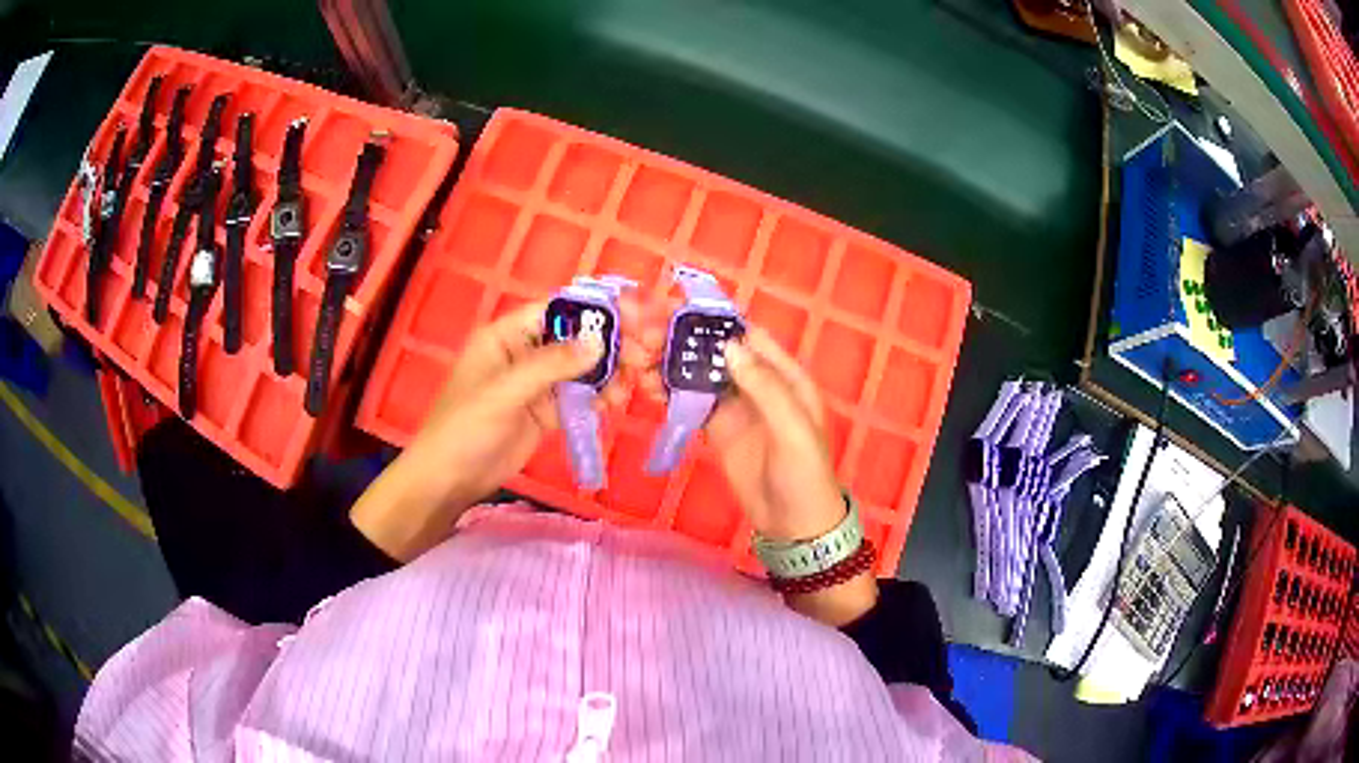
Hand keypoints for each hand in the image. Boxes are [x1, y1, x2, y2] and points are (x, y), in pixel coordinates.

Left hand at [351, 302, 624, 561]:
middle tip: (646, 353)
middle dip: (611, 343)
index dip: (595, 310)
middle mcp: (525, 353)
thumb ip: (551, 365)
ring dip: (611, 371)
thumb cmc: (465, 427)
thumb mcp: (505, 392)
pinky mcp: (546, 412)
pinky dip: (600, 396)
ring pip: (583, 368)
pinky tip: (618, 401)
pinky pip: (579, 396)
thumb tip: (599, 342)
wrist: (449, 480)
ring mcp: (537, 384)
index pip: (557, 310)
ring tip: (638, 382)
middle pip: (576, 337)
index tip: (634, 317)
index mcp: (507, 335)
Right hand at [629, 309, 875, 625]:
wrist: (794, 525)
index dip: (714, 321)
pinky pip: (692, 402)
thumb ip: (766, 388)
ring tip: (639, 357)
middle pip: (718, 352)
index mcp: (785, 376)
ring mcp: (736, 406)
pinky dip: (671, 391)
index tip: (676, 310)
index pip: (748, 337)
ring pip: (701, 374)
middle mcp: (758, 384)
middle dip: (684, 340)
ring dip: (672, 363)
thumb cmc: (804, 475)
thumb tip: (731, 345)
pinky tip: (648, 385)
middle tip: (646, 334)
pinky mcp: (718, 428)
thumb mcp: (793, 430)